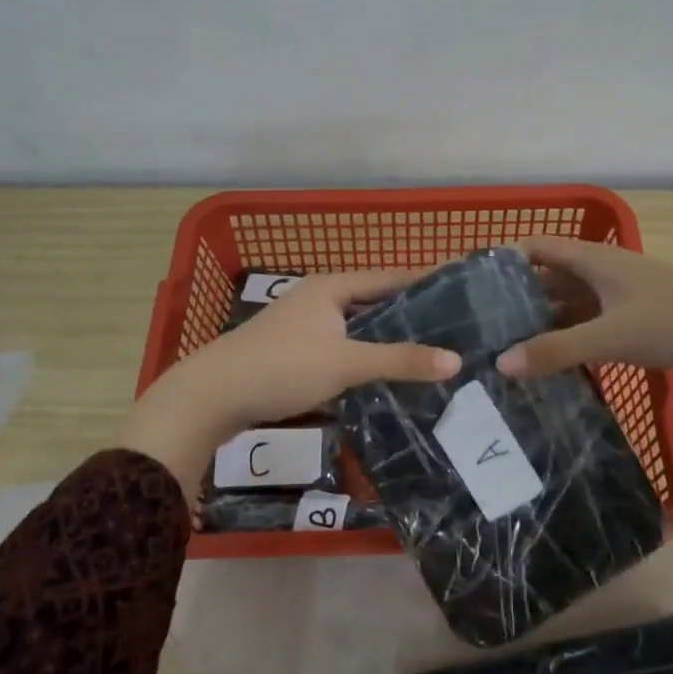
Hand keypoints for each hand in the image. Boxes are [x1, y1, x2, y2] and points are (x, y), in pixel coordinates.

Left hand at [119, 269, 460, 497]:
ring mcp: (303, 325)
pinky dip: (364, 355)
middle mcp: (318, 298)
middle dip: (409, 313)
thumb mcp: (345, 363)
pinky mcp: (293, 351)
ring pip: (356, 327)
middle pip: (373, 300)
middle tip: (452, 326)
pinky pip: (341, 346)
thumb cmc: (282, 367)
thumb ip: (399, 360)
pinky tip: (382, 373)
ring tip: (427, 350)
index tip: (460, 286)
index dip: (425, 281)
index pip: (390, 277)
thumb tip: (456, 360)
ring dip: (386, 337)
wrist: (211, 396)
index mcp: (332, 287)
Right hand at [494, 237, 672, 379]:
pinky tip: (554, 362)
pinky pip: (592, 323)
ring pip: (572, 304)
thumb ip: (555, 349)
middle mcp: (603, 271)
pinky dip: (571, 337)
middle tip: (483, 328)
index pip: (536, 248)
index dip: (503, 261)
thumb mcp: (611, 336)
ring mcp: (622, 295)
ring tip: (509, 349)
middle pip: (550, 278)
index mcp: (593, 260)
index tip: (470, 286)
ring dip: (545, 322)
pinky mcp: (638, 317)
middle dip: (518, 299)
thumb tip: (500, 364)